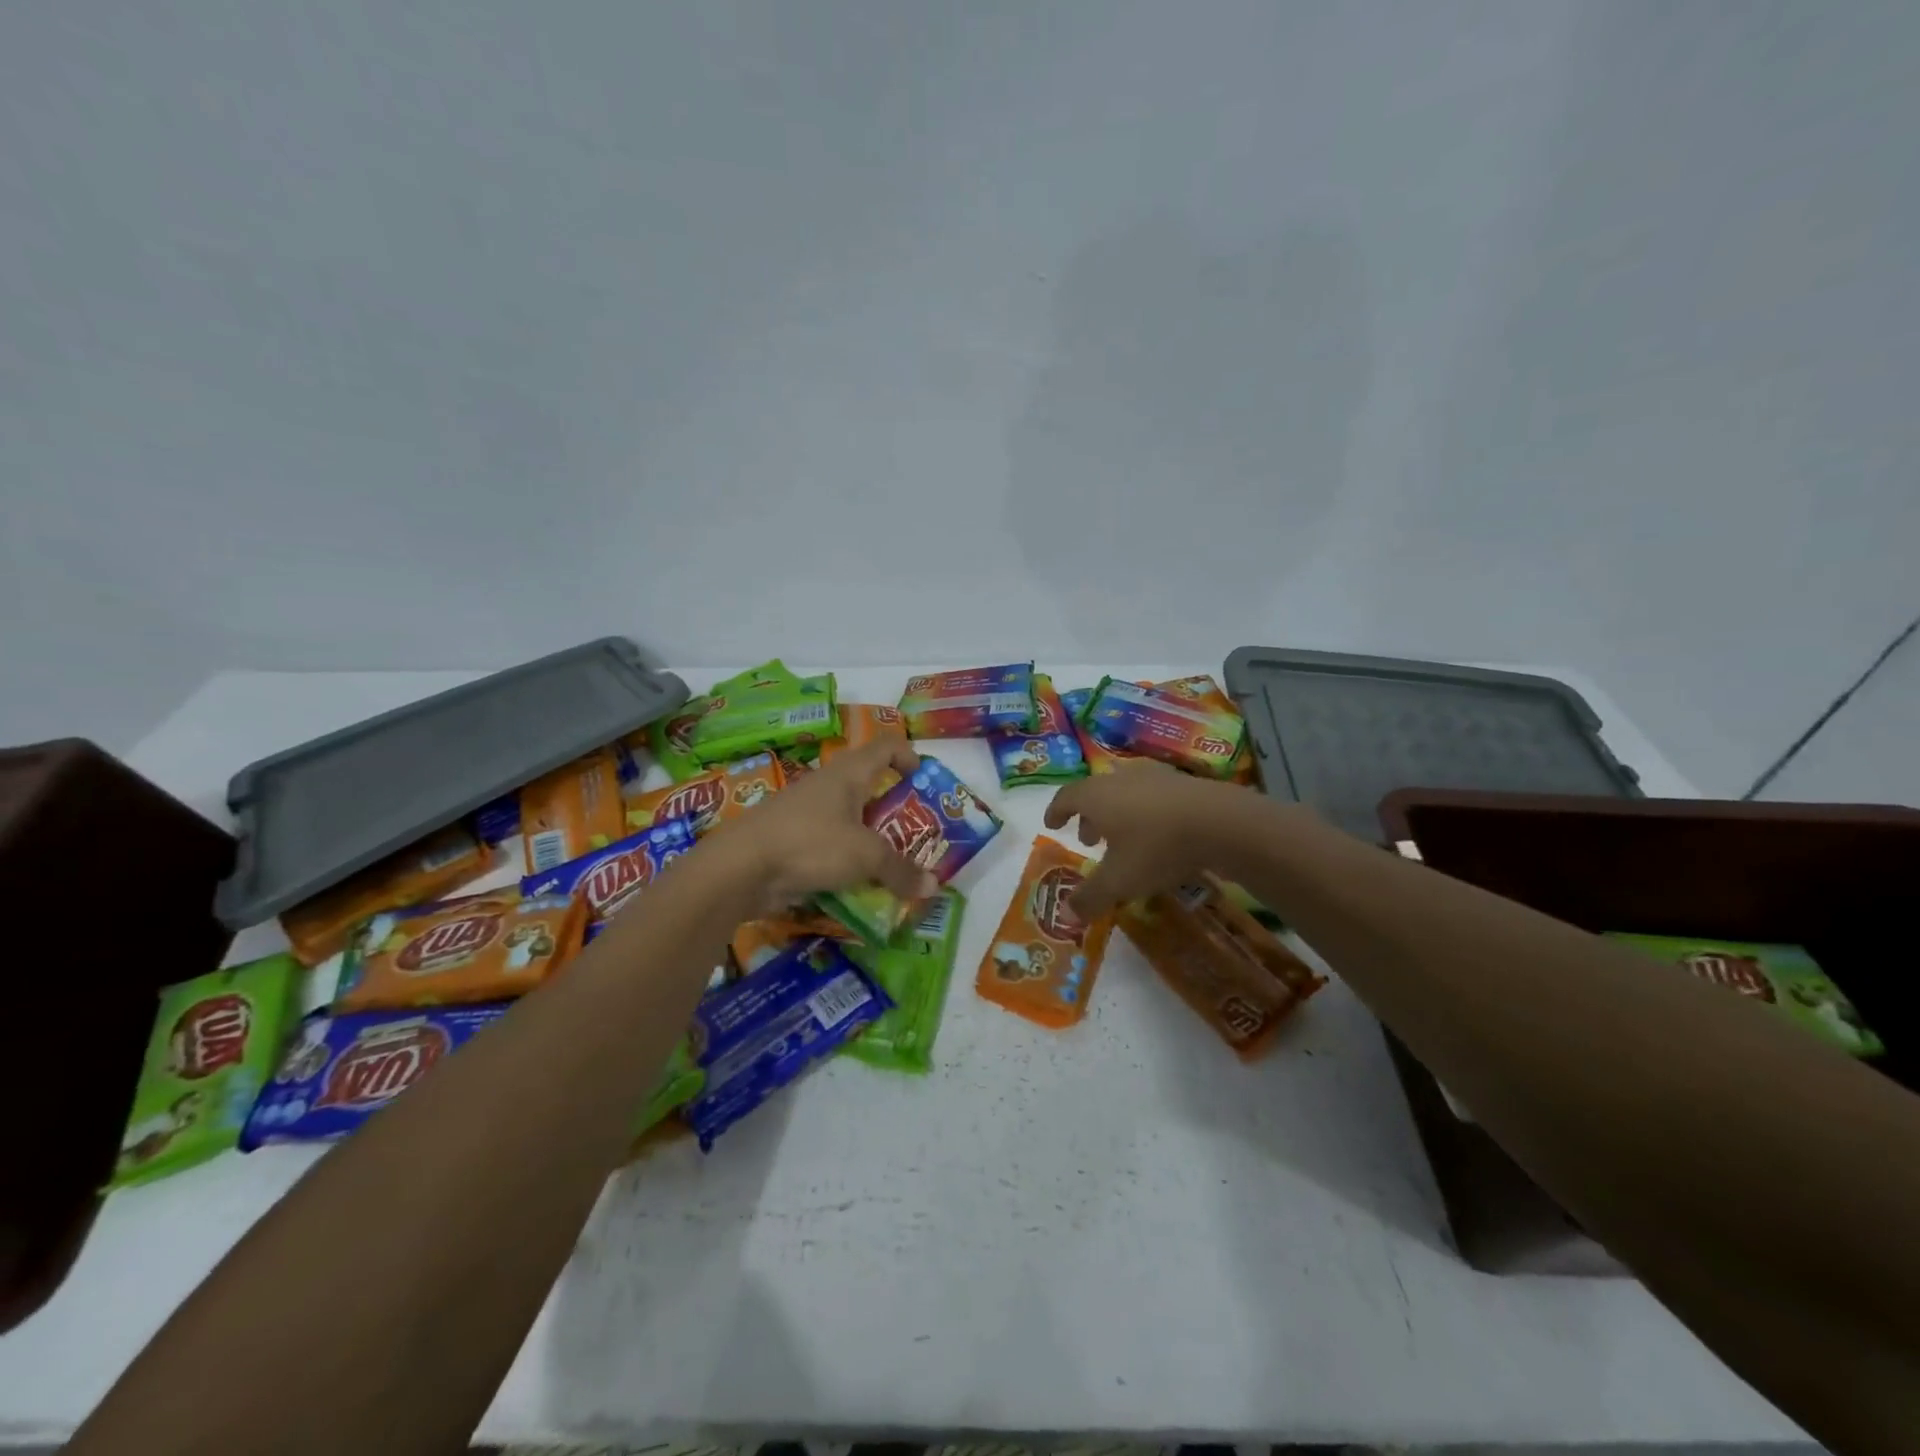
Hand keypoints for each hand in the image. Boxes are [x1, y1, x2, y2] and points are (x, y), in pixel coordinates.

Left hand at [707, 739, 936, 914]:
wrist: (740, 867)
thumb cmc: (811, 843)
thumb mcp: (865, 856)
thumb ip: (900, 870)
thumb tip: (933, 886)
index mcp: (850, 773)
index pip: (887, 746)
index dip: (909, 757)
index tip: (924, 782)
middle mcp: (829, 785)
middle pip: (870, 785)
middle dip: (896, 808)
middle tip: (917, 834)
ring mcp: (807, 811)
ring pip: (850, 817)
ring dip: (872, 837)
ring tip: (893, 864)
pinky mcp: (793, 838)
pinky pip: (830, 843)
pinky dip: (847, 858)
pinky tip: (858, 882)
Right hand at [1043, 760, 1255, 919]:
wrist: (1220, 822)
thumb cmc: (1156, 847)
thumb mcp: (1119, 881)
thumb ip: (1090, 897)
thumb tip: (1065, 915)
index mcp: (1096, 795)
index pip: (1066, 797)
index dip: (1056, 812)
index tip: (1052, 824)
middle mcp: (1120, 778)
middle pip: (1096, 793)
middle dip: (1089, 816)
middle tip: (1089, 839)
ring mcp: (1154, 776)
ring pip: (1125, 792)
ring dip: (1118, 813)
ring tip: (1124, 838)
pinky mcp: (1183, 782)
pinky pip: (1153, 796)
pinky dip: (1146, 812)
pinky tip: (1158, 833)